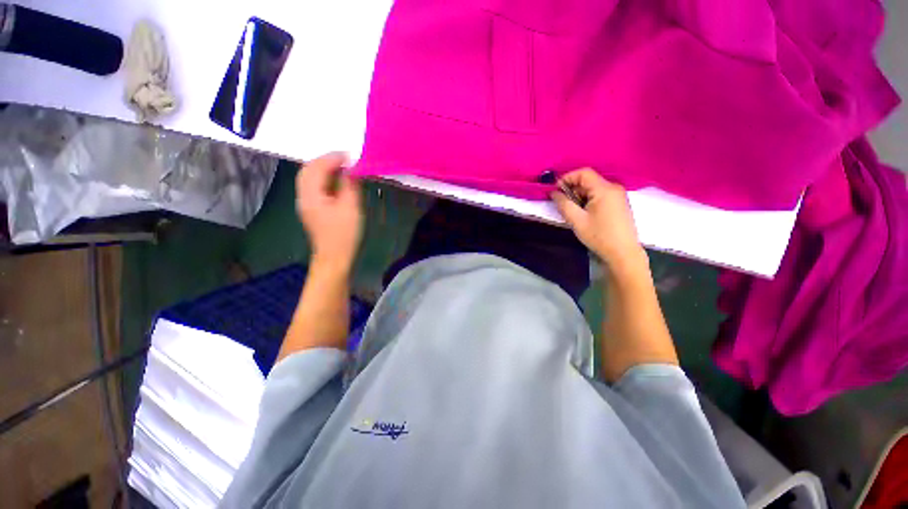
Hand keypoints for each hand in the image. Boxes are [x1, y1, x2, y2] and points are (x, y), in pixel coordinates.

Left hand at [296, 152, 362, 273]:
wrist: (334, 257)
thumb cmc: (344, 235)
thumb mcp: (351, 208)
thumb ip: (350, 185)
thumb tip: (352, 169)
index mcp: (311, 195)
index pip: (317, 167)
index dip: (333, 158)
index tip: (350, 155)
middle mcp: (304, 196)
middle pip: (308, 170)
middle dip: (326, 160)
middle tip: (346, 159)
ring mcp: (306, 203)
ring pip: (310, 177)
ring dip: (325, 169)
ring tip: (344, 168)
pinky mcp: (312, 208)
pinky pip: (315, 186)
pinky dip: (325, 178)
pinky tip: (338, 181)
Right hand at [552, 169, 644, 268]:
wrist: (623, 253)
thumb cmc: (599, 236)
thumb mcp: (577, 220)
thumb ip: (563, 204)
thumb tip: (553, 193)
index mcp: (604, 189)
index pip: (583, 173)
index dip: (567, 178)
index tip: (555, 190)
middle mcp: (613, 188)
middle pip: (589, 181)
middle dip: (572, 189)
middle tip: (562, 203)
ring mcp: (618, 196)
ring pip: (594, 188)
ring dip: (580, 196)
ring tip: (573, 211)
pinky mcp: (619, 204)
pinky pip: (600, 195)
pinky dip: (589, 200)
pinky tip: (584, 214)